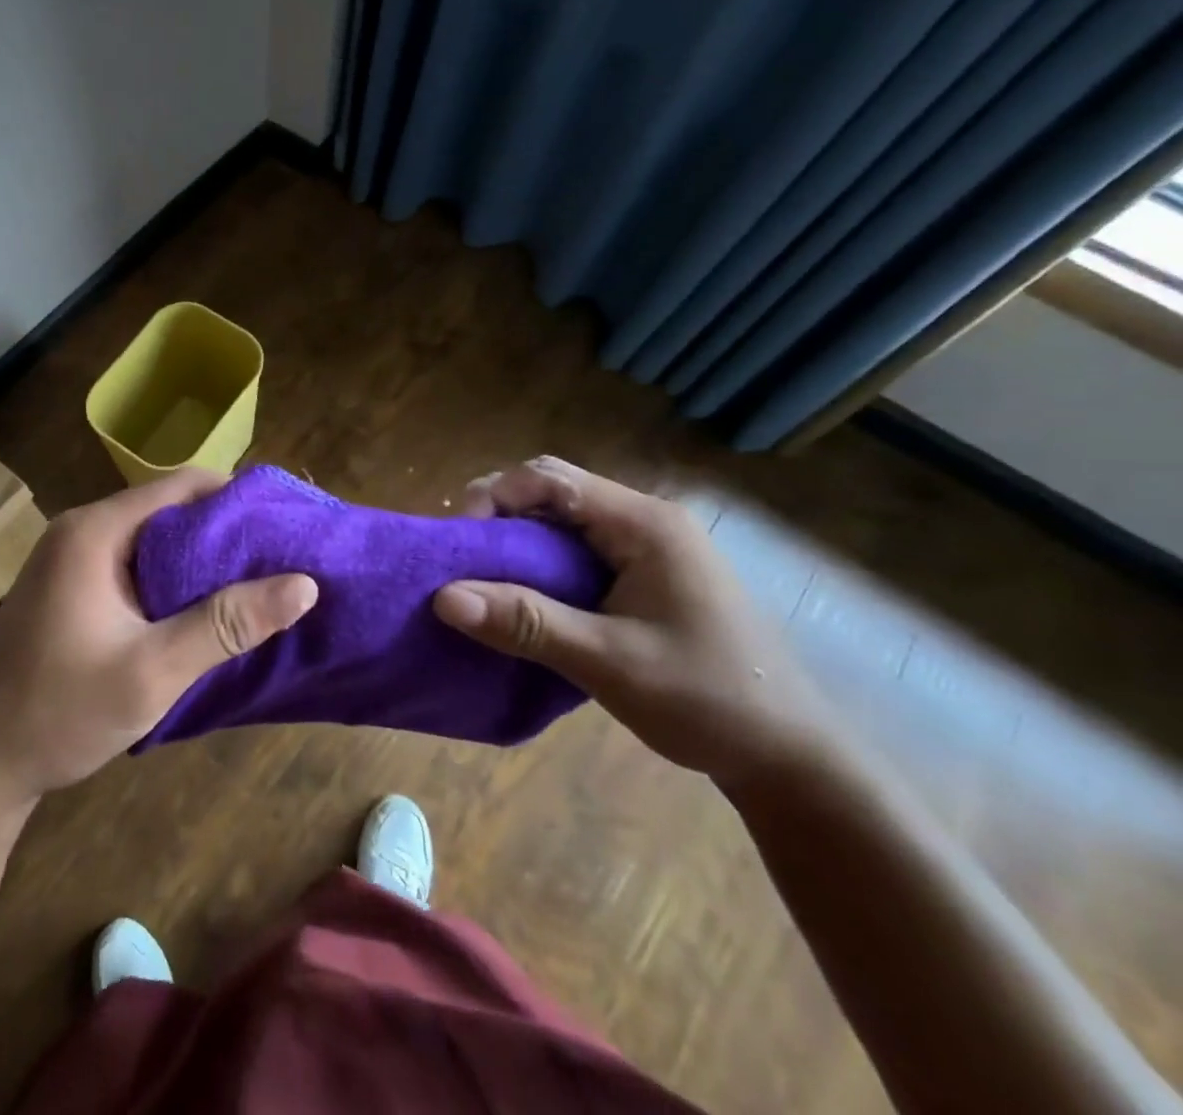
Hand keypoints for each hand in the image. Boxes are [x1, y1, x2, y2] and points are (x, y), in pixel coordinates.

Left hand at [0, 468, 317, 807]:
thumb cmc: (60, 712)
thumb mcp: (153, 671)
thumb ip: (227, 624)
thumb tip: (304, 584)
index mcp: (95, 531)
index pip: (182, 486)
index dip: (238, 498)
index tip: (286, 524)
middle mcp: (81, 530)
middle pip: (168, 508)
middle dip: (226, 531)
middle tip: (282, 558)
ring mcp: (71, 557)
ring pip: (153, 539)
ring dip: (200, 558)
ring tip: (257, 582)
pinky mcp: (71, 586)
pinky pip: (134, 564)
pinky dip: (173, 578)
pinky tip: (205, 607)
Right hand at [432, 457, 830, 788]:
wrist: (792, 757)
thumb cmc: (707, 700)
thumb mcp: (608, 662)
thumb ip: (526, 623)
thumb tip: (443, 598)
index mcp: (644, 523)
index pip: (549, 478)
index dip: (494, 497)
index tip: (461, 544)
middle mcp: (645, 520)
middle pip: (552, 491)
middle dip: (500, 517)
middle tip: (465, 562)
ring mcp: (648, 547)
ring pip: (561, 521)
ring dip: (517, 543)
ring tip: (484, 582)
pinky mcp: (645, 575)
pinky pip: (577, 550)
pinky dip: (540, 565)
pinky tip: (524, 599)